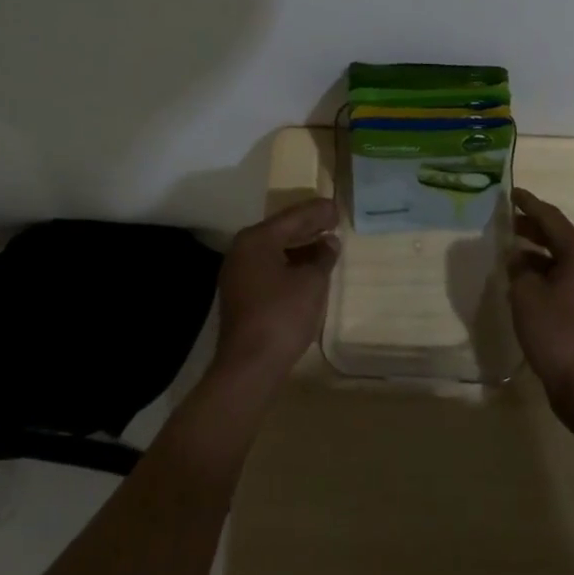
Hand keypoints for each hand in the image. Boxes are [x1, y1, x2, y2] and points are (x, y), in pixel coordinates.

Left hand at [211, 198, 340, 392]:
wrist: (249, 367)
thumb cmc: (282, 316)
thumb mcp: (311, 282)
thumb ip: (323, 257)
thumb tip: (329, 242)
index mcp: (256, 239)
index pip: (292, 217)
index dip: (317, 212)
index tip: (336, 207)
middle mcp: (242, 250)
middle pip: (280, 231)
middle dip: (308, 226)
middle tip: (332, 220)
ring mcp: (238, 274)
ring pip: (274, 250)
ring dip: (299, 246)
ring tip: (325, 243)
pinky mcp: (240, 295)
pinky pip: (268, 268)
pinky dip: (289, 263)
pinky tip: (307, 269)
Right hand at [508, 189, 573, 416]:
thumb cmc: (557, 332)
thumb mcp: (526, 294)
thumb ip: (518, 268)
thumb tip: (517, 257)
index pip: (550, 217)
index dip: (529, 203)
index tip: (511, 192)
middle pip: (558, 235)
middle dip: (532, 225)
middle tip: (507, 219)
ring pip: (560, 257)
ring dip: (536, 251)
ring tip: (510, 248)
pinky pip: (562, 277)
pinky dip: (543, 272)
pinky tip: (523, 280)